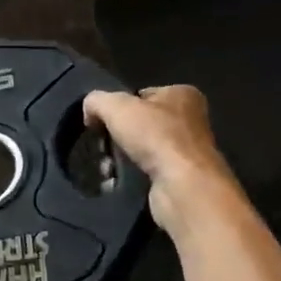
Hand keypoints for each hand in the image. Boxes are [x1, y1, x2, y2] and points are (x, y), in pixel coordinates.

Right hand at [84, 85, 239, 235]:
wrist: (183, 185)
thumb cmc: (155, 136)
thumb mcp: (116, 106)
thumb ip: (97, 101)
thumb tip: (89, 112)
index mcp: (183, 95)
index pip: (142, 95)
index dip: (120, 106)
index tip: (102, 121)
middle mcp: (191, 120)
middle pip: (142, 123)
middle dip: (118, 136)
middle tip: (102, 146)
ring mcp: (188, 151)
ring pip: (143, 150)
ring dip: (121, 158)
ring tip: (107, 167)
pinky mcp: (182, 178)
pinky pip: (148, 172)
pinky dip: (131, 176)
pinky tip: (118, 181)